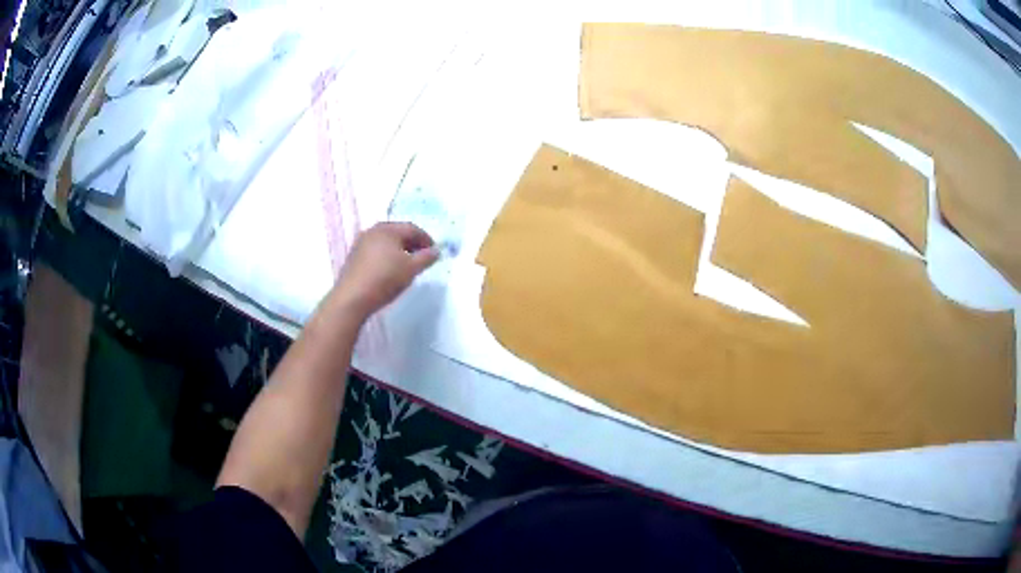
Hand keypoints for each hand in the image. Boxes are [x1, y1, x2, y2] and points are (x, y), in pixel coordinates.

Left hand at [332, 222, 438, 319]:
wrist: (352, 298)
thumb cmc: (385, 279)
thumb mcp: (411, 269)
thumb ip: (427, 257)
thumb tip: (436, 251)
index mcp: (388, 229)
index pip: (412, 228)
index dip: (426, 239)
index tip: (434, 252)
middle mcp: (373, 230)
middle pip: (398, 232)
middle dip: (412, 243)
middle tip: (422, 257)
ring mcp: (361, 242)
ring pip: (386, 241)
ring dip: (399, 249)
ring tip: (407, 264)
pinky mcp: (354, 256)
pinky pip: (376, 250)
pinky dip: (386, 255)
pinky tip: (390, 269)